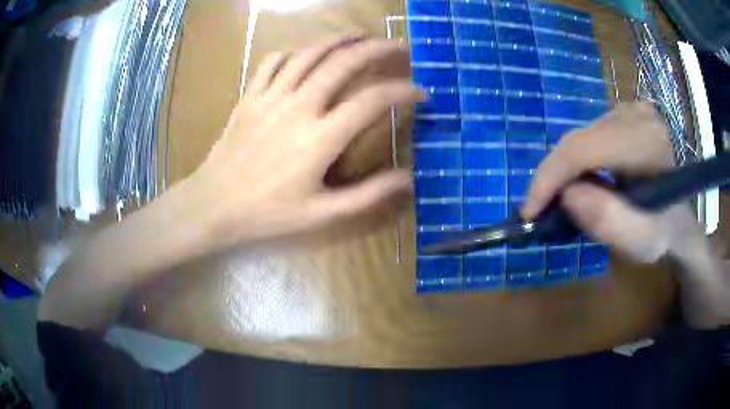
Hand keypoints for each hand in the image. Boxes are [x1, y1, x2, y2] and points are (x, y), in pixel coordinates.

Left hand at [182, 37, 423, 248]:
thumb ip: (368, 195)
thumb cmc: (267, 214)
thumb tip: (409, 179)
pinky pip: (273, 61)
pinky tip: (305, 53)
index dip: (403, 91)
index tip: (421, 92)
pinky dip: (294, 51)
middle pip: (344, 63)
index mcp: (320, 137)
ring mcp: (271, 96)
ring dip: (340, 40)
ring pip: (310, 53)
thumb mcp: (322, 214)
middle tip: (399, 45)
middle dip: (378, 49)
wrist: (213, 205)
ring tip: (361, 36)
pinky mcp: (250, 95)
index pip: (373, 101)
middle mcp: (299, 106)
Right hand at [522, 102, 698, 262]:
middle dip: (554, 177)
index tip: (529, 212)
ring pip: (580, 138)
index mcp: (646, 141)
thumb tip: (568, 195)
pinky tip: (582, 181)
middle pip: (578, 141)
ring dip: (565, 171)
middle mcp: (636, 114)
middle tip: (543, 210)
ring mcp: (629, 109)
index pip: (583, 148)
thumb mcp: (642, 241)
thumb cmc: (663, 232)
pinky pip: (588, 136)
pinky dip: (577, 161)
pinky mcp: (624, 113)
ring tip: (563, 200)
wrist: (679, 216)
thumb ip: (610, 221)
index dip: (549, 177)